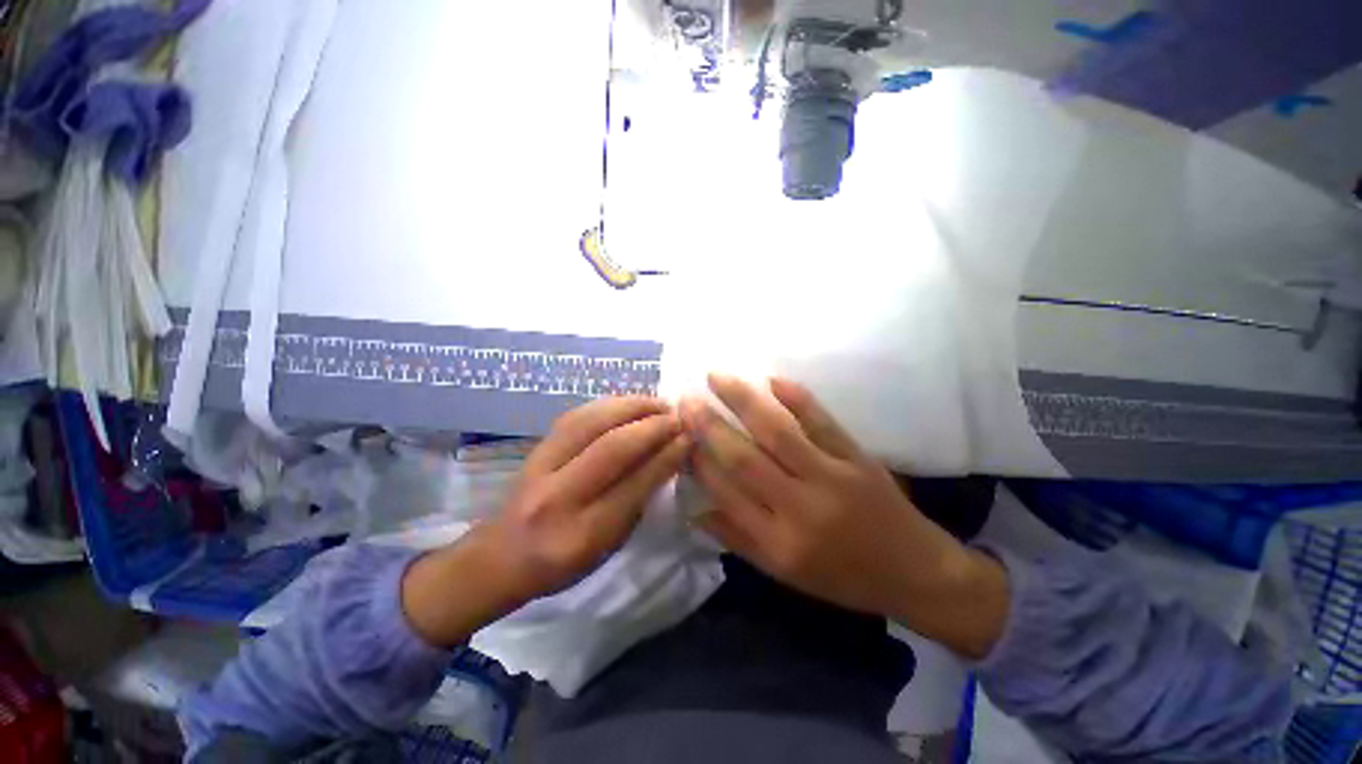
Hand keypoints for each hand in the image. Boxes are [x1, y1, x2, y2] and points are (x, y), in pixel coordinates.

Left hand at [403, 397, 689, 647]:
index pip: (635, 483)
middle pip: (612, 447)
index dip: (667, 455)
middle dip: (652, 426)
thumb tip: (668, 455)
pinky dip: (609, 405)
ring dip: (632, 407)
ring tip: (658, 403)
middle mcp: (559, 496)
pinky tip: (628, 403)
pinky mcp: (536, 447)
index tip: (690, 437)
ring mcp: (541, 466)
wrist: (500, 555)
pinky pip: (577, 416)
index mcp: (583, 534)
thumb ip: (638, 500)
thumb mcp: (610, 545)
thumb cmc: (563, 562)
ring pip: (592, 423)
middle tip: (678, 416)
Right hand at [681, 375, 1008, 658]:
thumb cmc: (841, 577)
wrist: (914, 572)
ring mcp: (832, 477)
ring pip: (777, 431)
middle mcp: (800, 508)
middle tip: (685, 399)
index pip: (725, 491)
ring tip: (716, 376)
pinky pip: (822, 422)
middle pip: (744, 457)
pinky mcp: (857, 457)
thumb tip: (693, 509)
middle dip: (709, 425)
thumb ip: (736, 539)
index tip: (680, 434)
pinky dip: (796, 398)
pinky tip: (771, 380)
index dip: (698, 459)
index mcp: (778, 542)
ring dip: (743, 400)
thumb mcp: (783, 572)